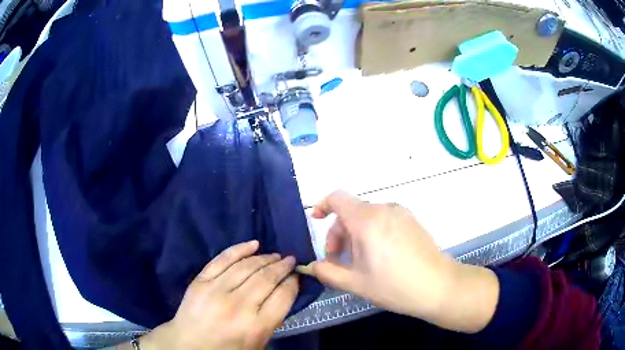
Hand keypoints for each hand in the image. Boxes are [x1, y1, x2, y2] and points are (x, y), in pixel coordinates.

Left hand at [139, 241, 297, 349]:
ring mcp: (216, 291)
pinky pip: (223, 259)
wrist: (189, 344)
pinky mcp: (201, 281)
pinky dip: (239, 249)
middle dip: (282, 267)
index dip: (292, 283)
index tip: (296, 276)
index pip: (283, 297)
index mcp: (256, 326)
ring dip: (265, 258)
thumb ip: (272, 319)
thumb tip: (284, 291)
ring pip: (246, 266)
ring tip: (275, 255)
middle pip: (266, 279)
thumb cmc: (227, 348)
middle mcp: (238, 306)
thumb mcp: (258, 342)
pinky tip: (253, 244)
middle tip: (290, 260)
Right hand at [298, 191, 499, 332]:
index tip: (316, 221)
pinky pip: (384, 220)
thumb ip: (328, 272)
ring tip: (359, 261)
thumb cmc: (395, 286)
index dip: (322, 205)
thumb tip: (313, 266)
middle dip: (339, 233)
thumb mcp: (355, 283)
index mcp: (368, 220)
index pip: (337, 198)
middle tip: (339, 260)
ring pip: (368, 217)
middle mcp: (385, 209)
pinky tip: (379, 257)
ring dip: (355, 234)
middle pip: (351, 211)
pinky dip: (372, 232)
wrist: (439, 286)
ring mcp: (401, 213)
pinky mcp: (412, 221)